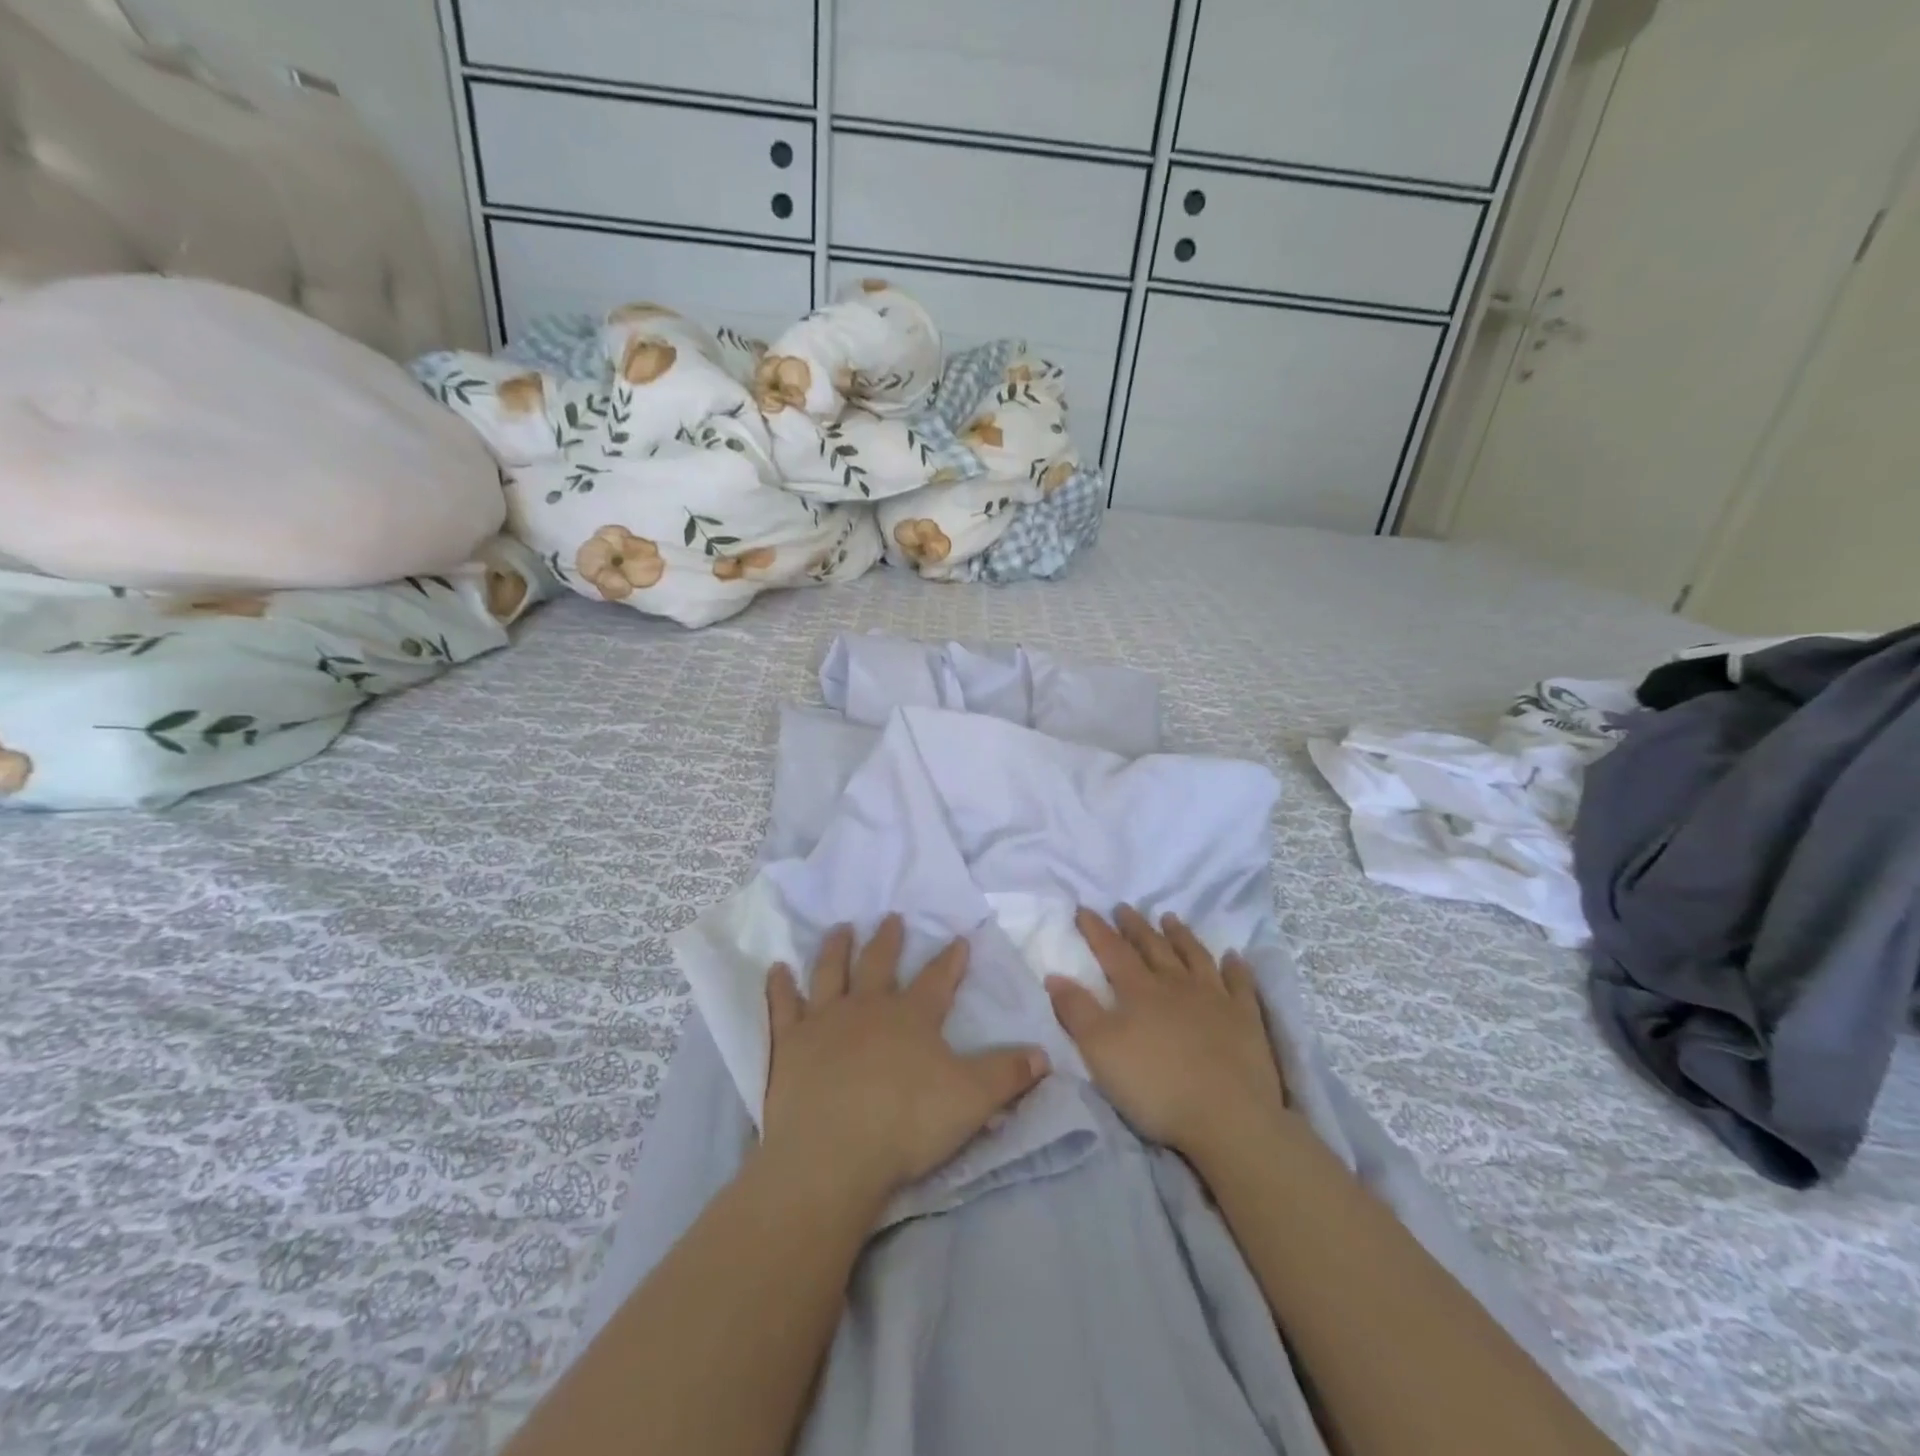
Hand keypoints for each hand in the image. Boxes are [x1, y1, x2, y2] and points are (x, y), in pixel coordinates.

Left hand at [761, 915, 1049, 1205]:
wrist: (833, 1155)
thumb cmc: (907, 1123)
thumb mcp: (973, 1100)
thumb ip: (1008, 1074)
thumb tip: (1045, 1054)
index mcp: (912, 1017)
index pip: (938, 979)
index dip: (951, 959)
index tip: (959, 937)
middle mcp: (868, 1007)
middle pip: (879, 963)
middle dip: (889, 940)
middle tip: (892, 918)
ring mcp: (824, 1021)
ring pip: (831, 972)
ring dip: (836, 948)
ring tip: (842, 928)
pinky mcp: (789, 1044)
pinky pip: (782, 1006)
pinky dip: (779, 986)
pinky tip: (776, 969)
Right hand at [1048, 906, 1291, 1166]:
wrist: (1228, 1118)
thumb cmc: (1156, 1086)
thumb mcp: (1100, 1051)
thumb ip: (1077, 1011)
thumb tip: (1054, 975)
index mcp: (1139, 991)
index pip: (1113, 951)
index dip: (1096, 929)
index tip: (1084, 909)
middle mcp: (1177, 985)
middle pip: (1153, 947)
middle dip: (1135, 927)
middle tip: (1124, 907)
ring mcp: (1216, 999)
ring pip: (1195, 957)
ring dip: (1181, 936)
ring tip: (1170, 918)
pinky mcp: (1246, 1020)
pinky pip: (1240, 984)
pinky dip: (1235, 967)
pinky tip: (1233, 956)